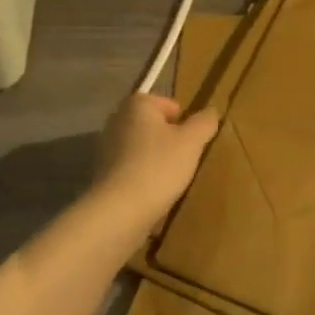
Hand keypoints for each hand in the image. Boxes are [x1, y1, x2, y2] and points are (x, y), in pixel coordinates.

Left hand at [94, 94, 219, 223]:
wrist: (120, 210)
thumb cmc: (158, 167)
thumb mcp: (192, 142)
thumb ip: (204, 122)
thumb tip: (210, 111)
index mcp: (137, 104)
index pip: (171, 105)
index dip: (186, 124)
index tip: (191, 145)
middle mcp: (117, 119)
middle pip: (156, 126)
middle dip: (171, 141)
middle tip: (185, 161)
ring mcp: (106, 146)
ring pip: (144, 148)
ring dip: (158, 160)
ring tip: (171, 180)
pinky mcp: (103, 172)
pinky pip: (132, 168)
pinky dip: (144, 176)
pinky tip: (153, 192)